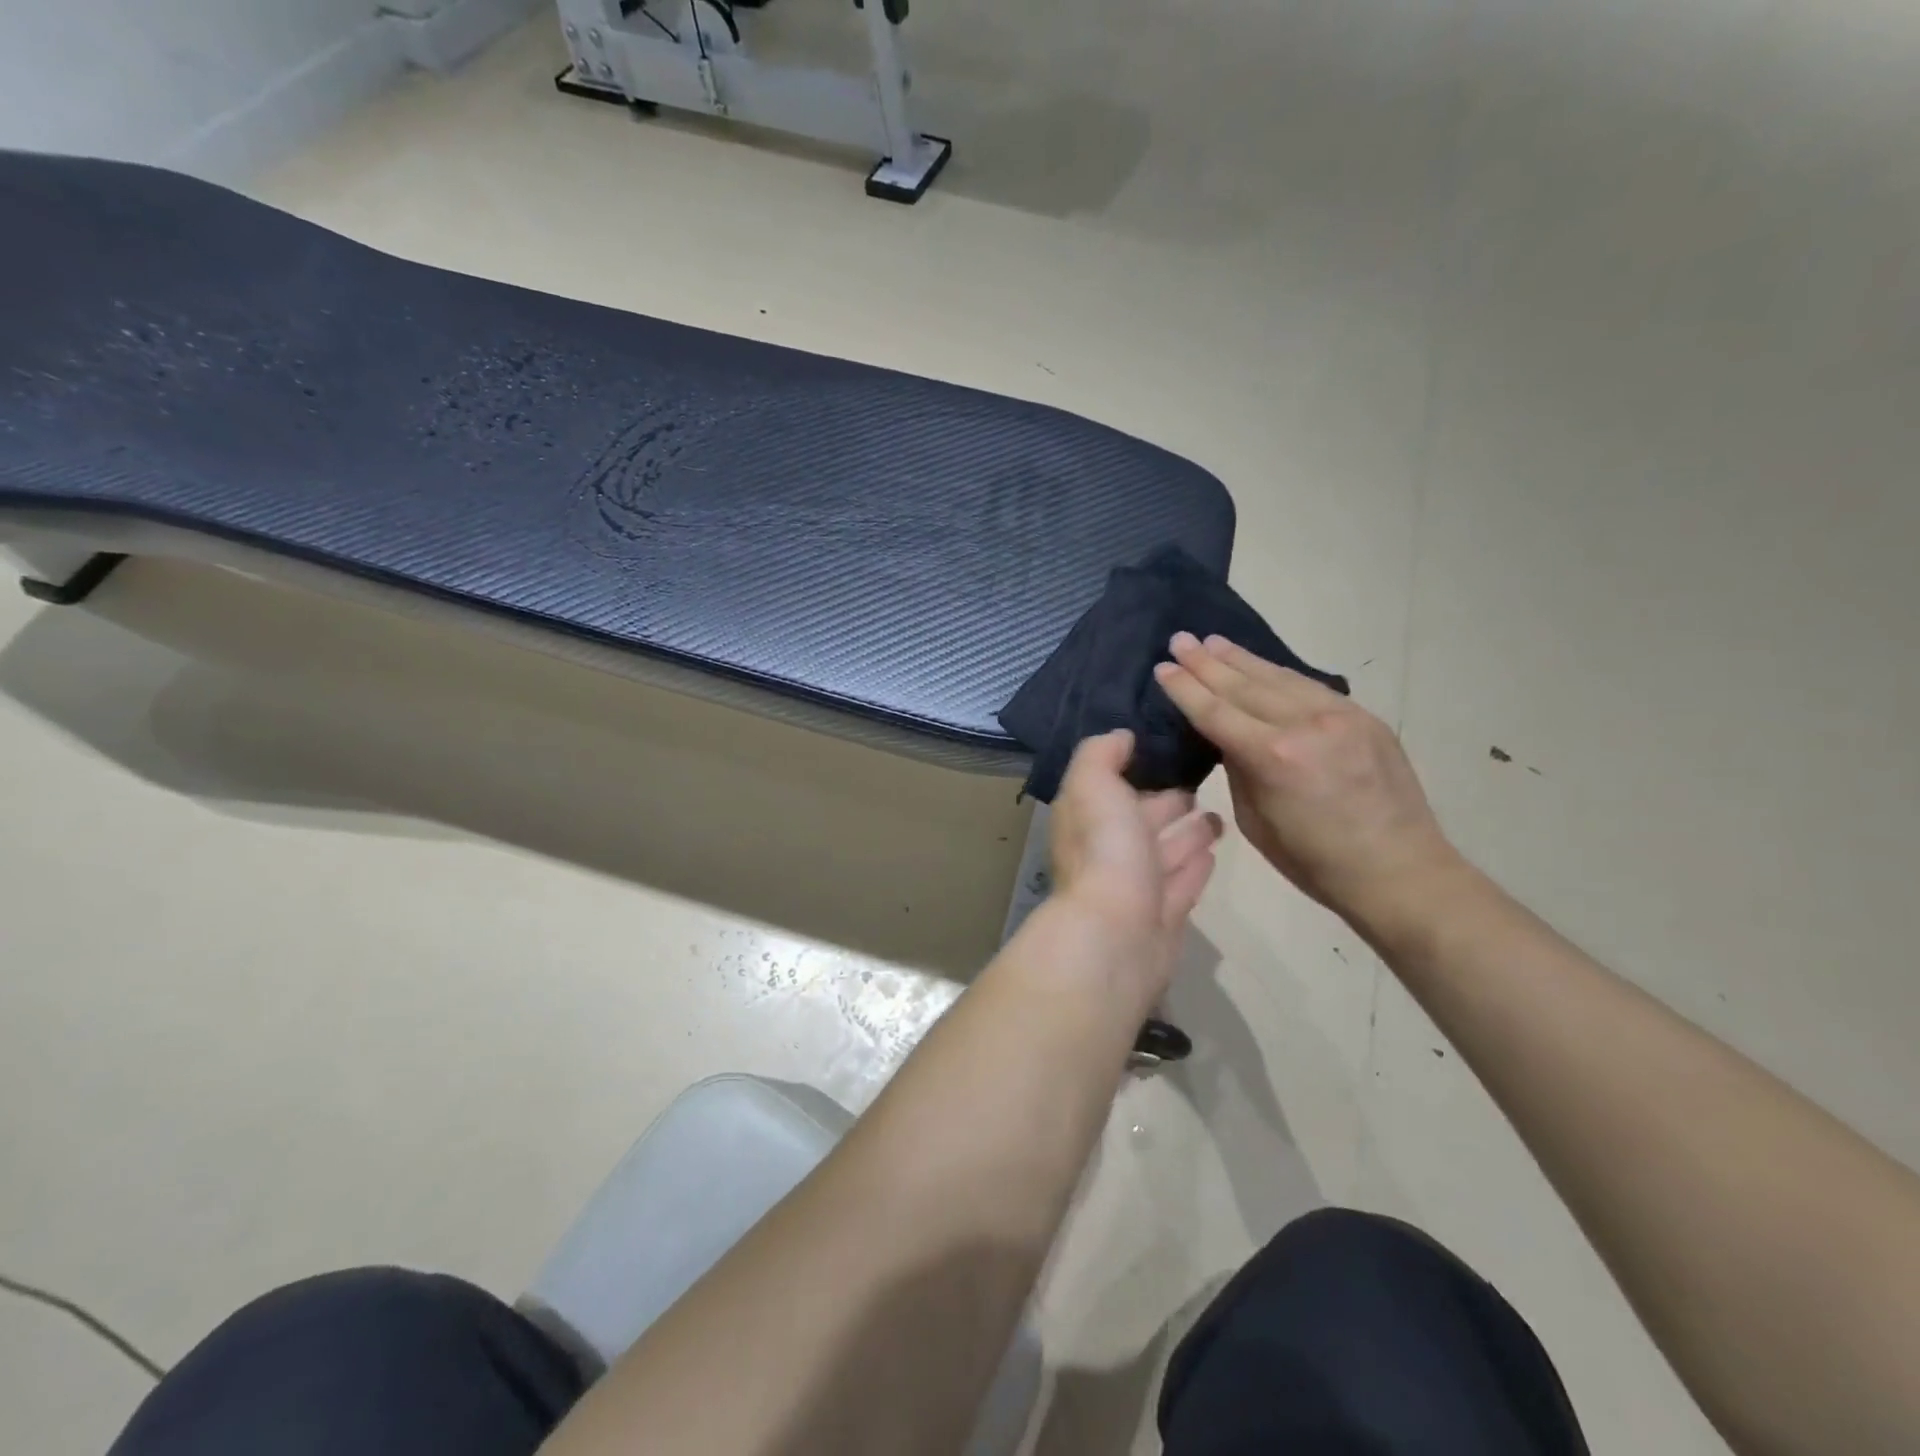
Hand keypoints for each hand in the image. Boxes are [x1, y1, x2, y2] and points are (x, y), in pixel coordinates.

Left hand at [1048, 729, 1221, 990]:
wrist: (1117, 936)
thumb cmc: (1104, 850)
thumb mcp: (1093, 784)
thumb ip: (1101, 754)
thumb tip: (1121, 736)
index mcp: (1088, 819)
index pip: (1110, 787)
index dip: (1134, 767)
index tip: (1168, 748)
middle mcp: (1109, 851)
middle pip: (1142, 819)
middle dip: (1168, 801)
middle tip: (1202, 781)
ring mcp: (1137, 886)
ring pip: (1166, 852)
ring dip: (1189, 833)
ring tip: (1219, 814)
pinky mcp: (1164, 916)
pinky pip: (1183, 883)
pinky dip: (1196, 866)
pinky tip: (1214, 852)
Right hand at [1153, 633, 1458, 924]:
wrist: (1400, 871)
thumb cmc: (1314, 861)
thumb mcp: (1255, 821)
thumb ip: (1240, 769)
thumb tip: (1229, 739)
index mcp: (1273, 757)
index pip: (1216, 712)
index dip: (1186, 688)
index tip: (1163, 667)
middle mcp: (1305, 724)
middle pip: (1243, 686)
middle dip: (1207, 663)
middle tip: (1179, 640)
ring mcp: (1341, 715)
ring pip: (1279, 677)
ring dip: (1242, 659)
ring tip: (1213, 642)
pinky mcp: (1365, 717)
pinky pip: (1310, 687)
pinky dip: (1278, 674)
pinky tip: (1261, 666)